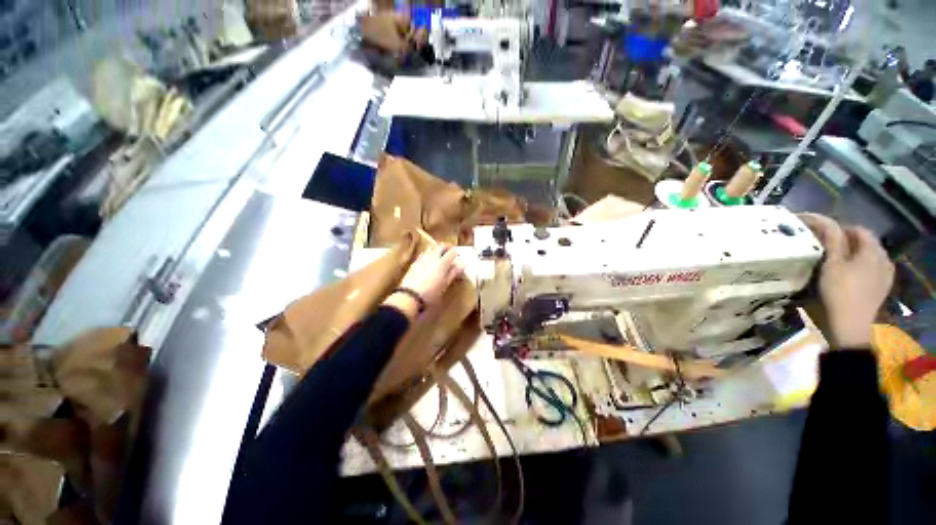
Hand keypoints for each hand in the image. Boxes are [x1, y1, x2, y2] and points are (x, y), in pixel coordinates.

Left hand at [383, 246, 465, 319]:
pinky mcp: (415, 262)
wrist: (410, 295)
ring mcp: (423, 258)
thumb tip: (462, 264)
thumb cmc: (431, 292)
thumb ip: (453, 272)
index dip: (456, 252)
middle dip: (447, 247)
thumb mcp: (445, 284)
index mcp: (442, 263)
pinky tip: (429, 258)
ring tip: (440, 253)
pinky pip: (423, 253)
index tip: (458, 255)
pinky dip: (428, 252)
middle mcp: (433, 257)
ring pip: (431, 248)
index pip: (451, 252)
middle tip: (450, 251)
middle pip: (441, 246)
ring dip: (437, 248)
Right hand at [800, 214, 894, 347]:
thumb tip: (823, 220)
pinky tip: (848, 273)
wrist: (850, 325)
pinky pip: (872, 268)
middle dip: (846, 240)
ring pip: (868, 255)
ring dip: (852, 253)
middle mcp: (884, 258)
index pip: (857, 229)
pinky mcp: (882, 286)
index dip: (838, 228)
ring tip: (835, 259)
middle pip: (864, 241)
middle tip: (825, 246)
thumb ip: (831, 240)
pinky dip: (859, 265)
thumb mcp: (831, 264)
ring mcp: (885, 274)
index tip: (820, 233)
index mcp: (872, 250)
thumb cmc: (839, 291)